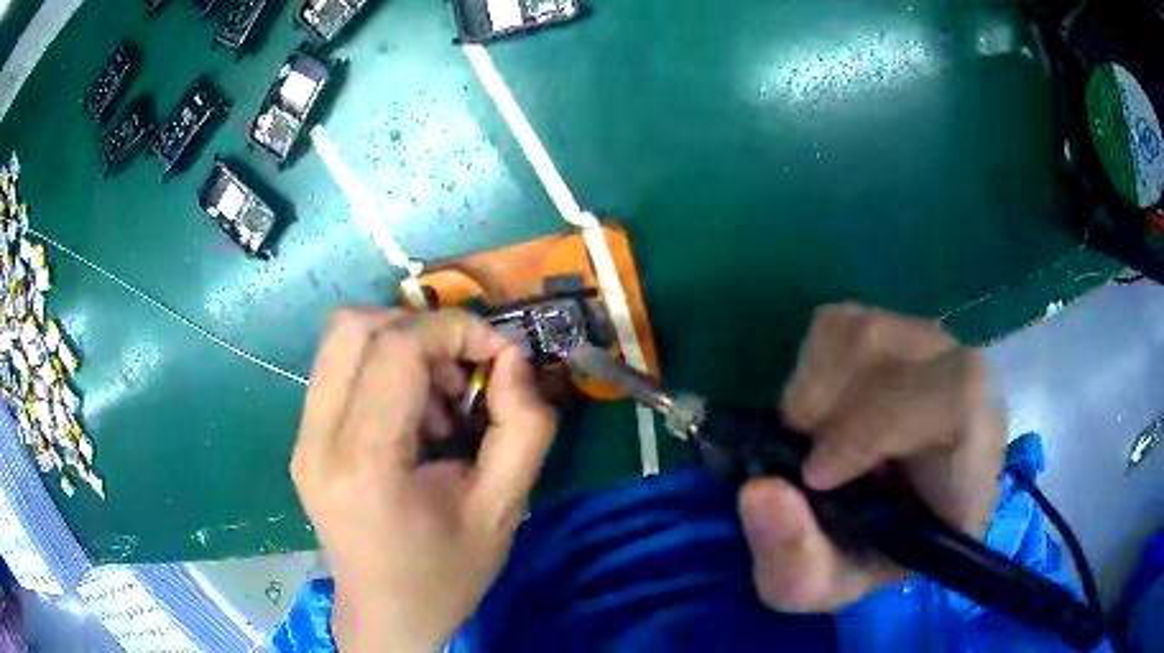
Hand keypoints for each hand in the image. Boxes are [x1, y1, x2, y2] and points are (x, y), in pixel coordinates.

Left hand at [290, 308, 556, 650]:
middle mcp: (318, 440)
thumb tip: (514, 360)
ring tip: (436, 400)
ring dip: (399, 345)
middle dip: (423, 329)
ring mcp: (302, 438)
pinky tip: (410, 416)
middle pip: (356, 326)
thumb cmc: (445, 574)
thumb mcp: (503, 510)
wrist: (385, 615)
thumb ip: (524, 429)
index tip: (498, 354)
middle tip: (461, 372)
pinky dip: (381, 367)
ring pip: (341, 338)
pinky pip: (337, 368)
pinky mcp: (302, 440)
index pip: (397, 348)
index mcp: (365, 464)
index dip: (455, 330)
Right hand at [738, 304, 1004, 611]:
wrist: (873, 525)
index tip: (817, 475)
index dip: (881, 424)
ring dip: (815, 388)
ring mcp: (934, 353)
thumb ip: (792, 557)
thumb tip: (758, 490)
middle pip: (910, 351)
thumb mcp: (816, 586)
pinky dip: (809, 365)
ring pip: (869, 330)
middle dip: (835, 406)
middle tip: (802, 459)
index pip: (959, 400)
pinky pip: (842, 322)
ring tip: (809, 438)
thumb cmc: (856, 562)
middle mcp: (968, 396)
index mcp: (972, 468)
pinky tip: (817, 410)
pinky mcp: (897, 333)